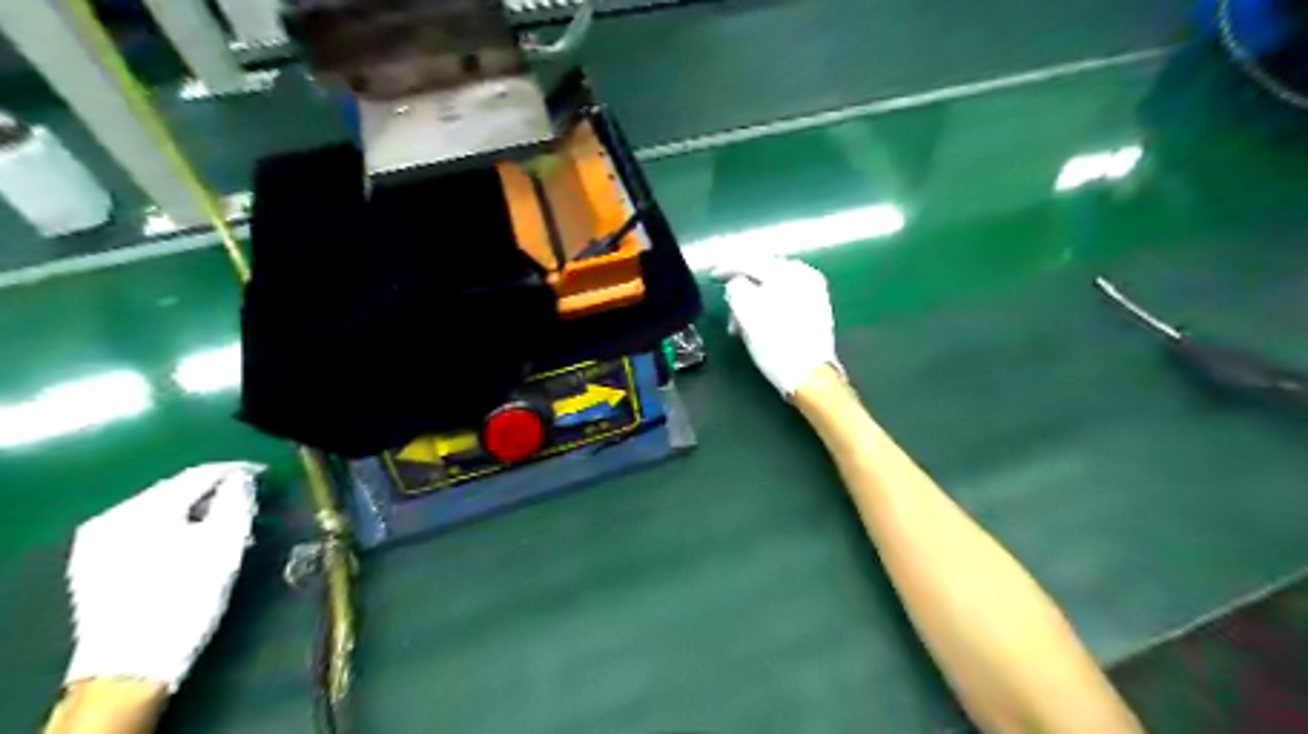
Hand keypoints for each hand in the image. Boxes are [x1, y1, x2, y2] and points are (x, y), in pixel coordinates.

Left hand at [64, 462, 261, 691]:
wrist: (131, 666)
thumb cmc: (186, 599)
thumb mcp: (225, 546)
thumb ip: (237, 502)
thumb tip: (242, 480)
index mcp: (143, 510)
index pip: (199, 475)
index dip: (237, 471)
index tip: (264, 474)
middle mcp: (112, 518)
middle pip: (177, 491)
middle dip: (216, 494)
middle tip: (250, 504)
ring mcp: (97, 543)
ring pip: (161, 512)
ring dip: (197, 513)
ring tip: (227, 527)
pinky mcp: (95, 566)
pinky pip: (145, 531)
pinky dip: (175, 530)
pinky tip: (194, 545)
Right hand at [713, 254, 847, 395]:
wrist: (809, 374)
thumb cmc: (774, 343)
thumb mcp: (746, 311)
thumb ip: (736, 287)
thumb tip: (736, 282)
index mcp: (786, 271)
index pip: (750, 260)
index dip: (727, 266)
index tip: (712, 276)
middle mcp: (804, 274)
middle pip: (763, 270)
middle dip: (742, 286)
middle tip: (729, 306)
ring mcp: (814, 291)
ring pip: (774, 285)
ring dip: (754, 298)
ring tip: (742, 322)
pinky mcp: (817, 308)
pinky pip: (786, 296)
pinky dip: (770, 303)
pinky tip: (762, 321)